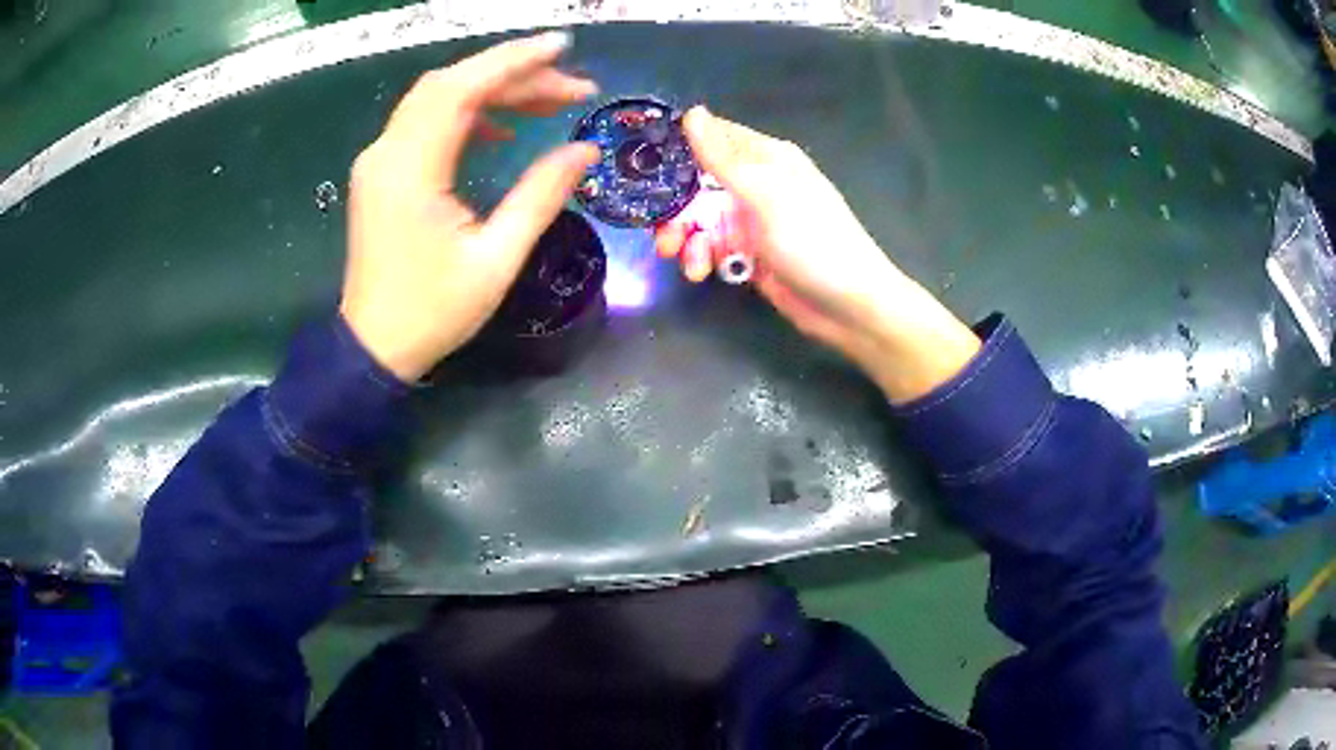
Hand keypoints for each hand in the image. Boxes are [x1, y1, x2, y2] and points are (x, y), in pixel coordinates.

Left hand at [340, 32, 599, 381]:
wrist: (374, 346)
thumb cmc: (433, 312)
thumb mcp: (497, 259)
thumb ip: (540, 195)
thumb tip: (585, 150)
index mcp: (410, 171)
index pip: (461, 89)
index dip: (513, 61)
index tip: (563, 48)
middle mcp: (386, 153)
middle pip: (451, 86)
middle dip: (514, 75)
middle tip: (572, 87)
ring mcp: (379, 160)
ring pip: (438, 99)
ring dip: (493, 90)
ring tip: (548, 101)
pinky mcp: (382, 172)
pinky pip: (426, 122)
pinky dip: (467, 112)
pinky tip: (501, 128)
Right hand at [655, 107, 979, 401]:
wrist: (848, 306)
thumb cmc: (813, 241)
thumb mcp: (765, 194)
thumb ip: (723, 157)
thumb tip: (692, 112)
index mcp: (766, 158)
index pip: (713, 139)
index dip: (677, 150)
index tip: (641, 166)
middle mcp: (757, 183)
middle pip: (699, 184)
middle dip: (676, 208)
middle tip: (661, 232)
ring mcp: (753, 220)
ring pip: (702, 218)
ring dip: (686, 237)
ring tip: (682, 259)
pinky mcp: (751, 253)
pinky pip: (714, 246)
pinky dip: (702, 257)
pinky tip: (702, 272)